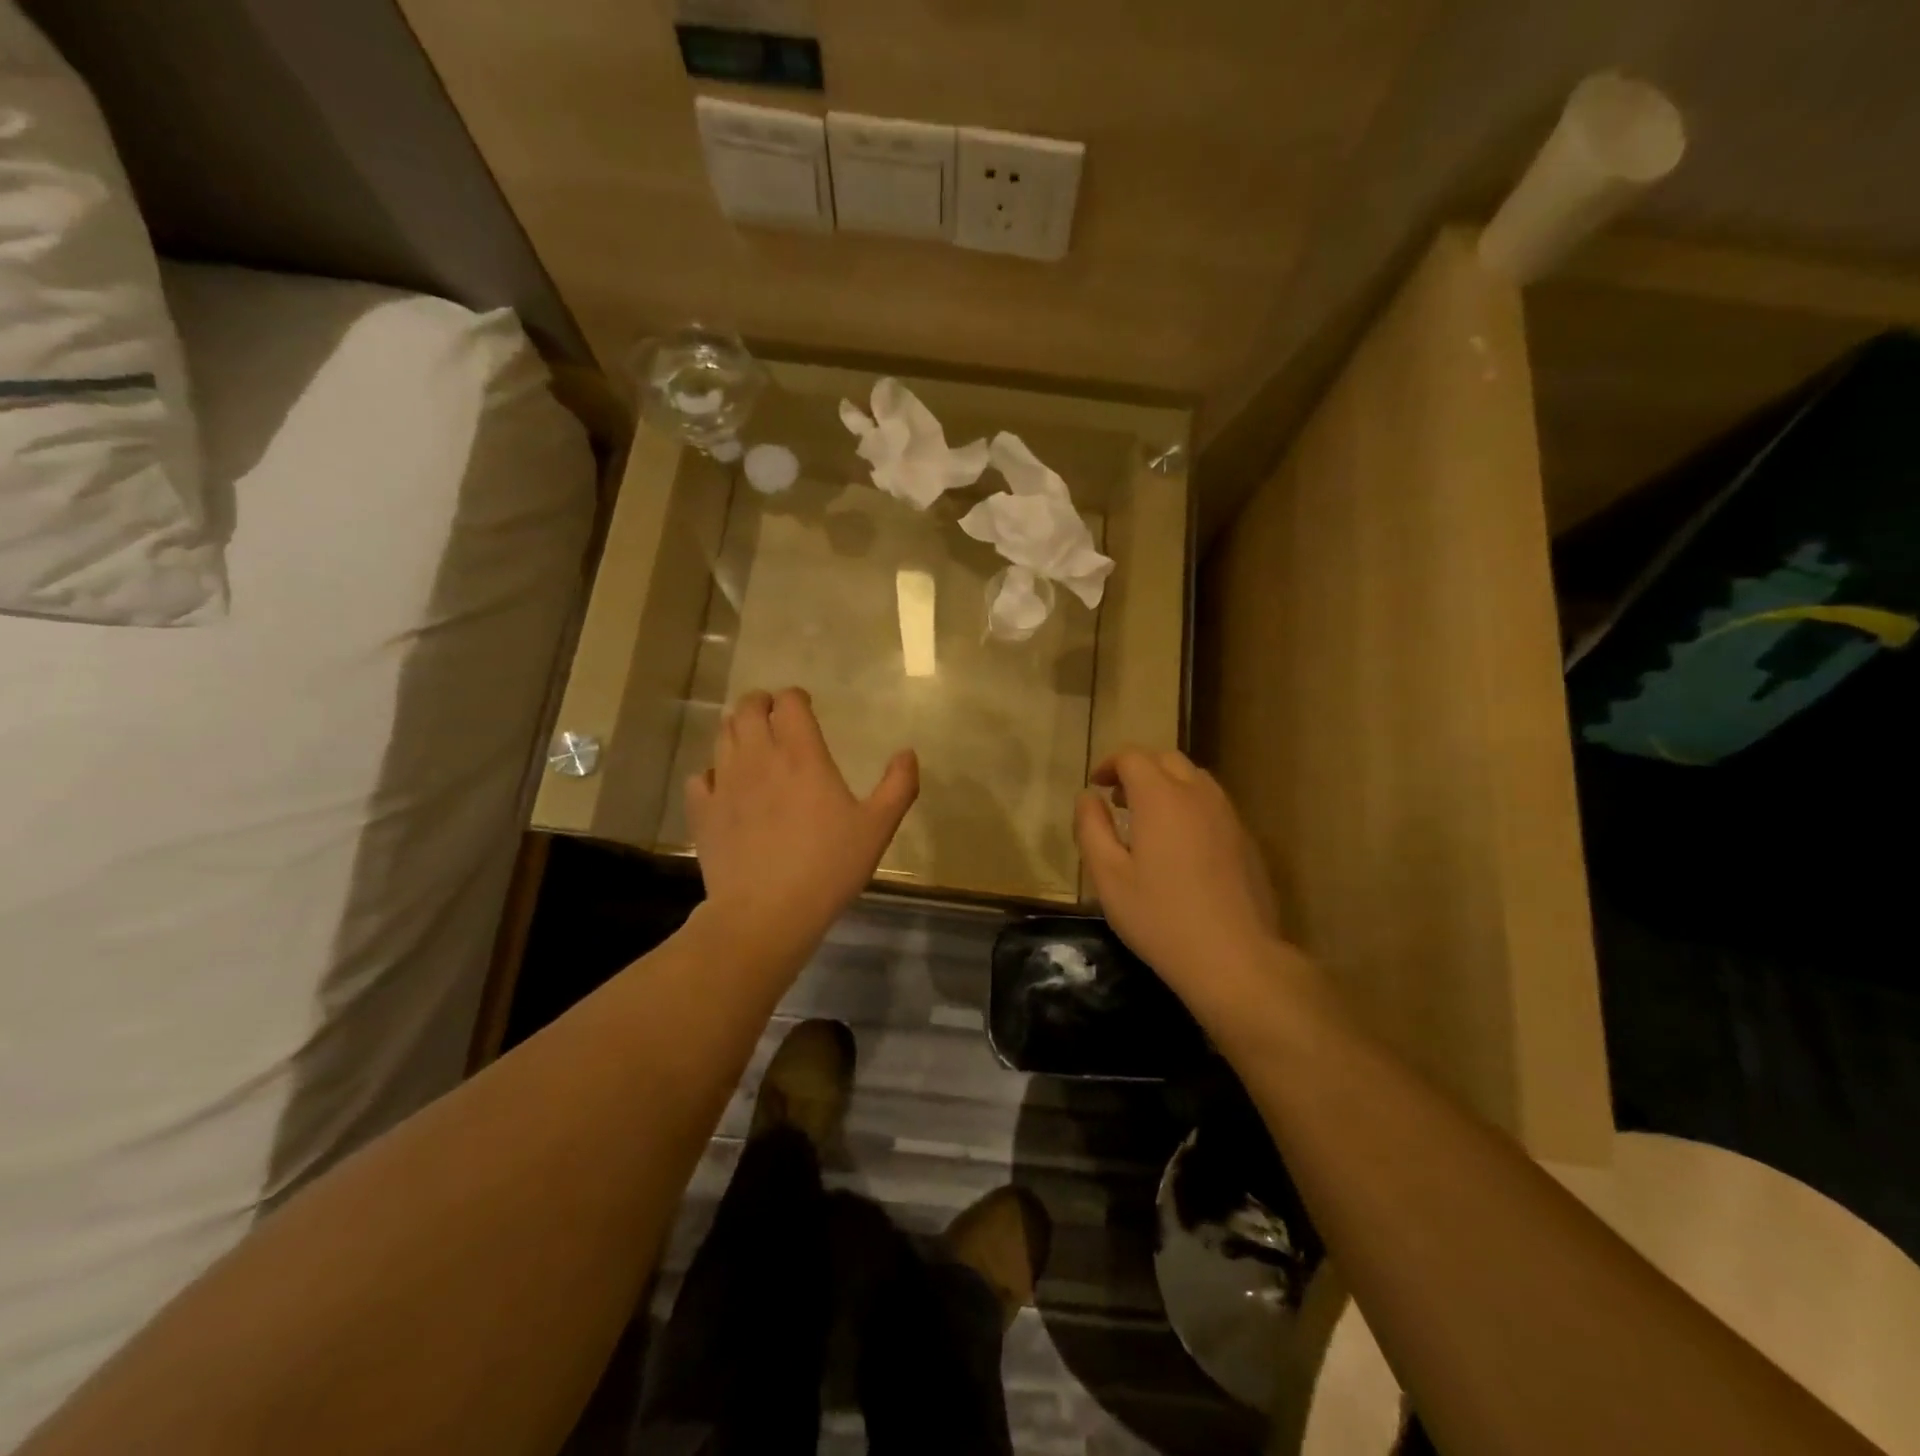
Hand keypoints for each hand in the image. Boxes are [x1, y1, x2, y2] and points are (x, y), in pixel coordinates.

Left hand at [686, 687, 917, 949]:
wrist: (766, 913)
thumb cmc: (828, 867)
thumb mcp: (878, 828)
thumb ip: (898, 786)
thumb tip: (908, 753)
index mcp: (801, 755)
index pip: (789, 702)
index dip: (795, 698)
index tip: (805, 706)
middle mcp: (759, 758)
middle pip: (748, 708)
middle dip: (761, 703)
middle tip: (774, 715)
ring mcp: (725, 783)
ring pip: (722, 735)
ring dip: (737, 729)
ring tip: (752, 742)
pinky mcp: (703, 812)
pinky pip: (700, 777)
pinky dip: (712, 773)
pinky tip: (724, 787)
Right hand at [1074, 748, 1286, 997]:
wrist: (1235, 958)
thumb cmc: (1160, 918)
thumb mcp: (1108, 876)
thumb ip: (1091, 828)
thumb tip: (1087, 797)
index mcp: (1161, 797)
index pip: (1133, 758)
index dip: (1109, 764)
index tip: (1095, 785)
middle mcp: (1198, 795)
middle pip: (1167, 760)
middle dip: (1138, 770)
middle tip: (1118, 800)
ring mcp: (1228, 816)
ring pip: (1195, 779)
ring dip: (1167, 785)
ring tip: (1148, 820)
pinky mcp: (1247, 840)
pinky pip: (1213, 805)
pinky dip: (1190, 806)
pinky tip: (1181, 845)